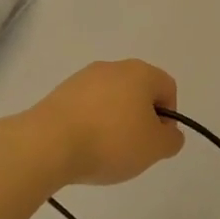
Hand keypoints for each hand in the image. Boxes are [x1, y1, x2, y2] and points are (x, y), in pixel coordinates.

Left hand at [25, 60, 184, 186]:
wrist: (48, 144)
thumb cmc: (111, 141)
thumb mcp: (155, 148)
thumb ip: (171, 140)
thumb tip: (168, 132)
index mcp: (140, 72)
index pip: (167, 88)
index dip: (169, 117)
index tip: (156, 142)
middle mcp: (112, 67)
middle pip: (138, 92)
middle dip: (140, 119)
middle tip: (134, 149)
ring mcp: (82, 78)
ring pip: (110, 99)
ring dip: (114, 122)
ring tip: (104, 151)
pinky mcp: (59, 93)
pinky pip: (86, 108)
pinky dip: (90, 124)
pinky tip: (83, 146)